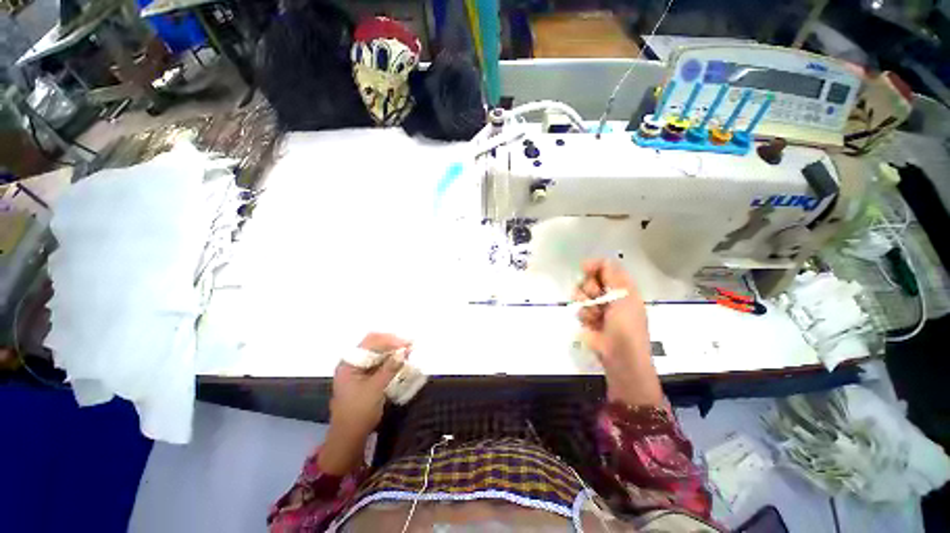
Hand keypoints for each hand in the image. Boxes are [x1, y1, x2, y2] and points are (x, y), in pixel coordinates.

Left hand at [319, 333, 410, 474]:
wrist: (349, 437)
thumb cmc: (358, 412)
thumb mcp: (376, 388)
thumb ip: (390, 367)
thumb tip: (404, 350)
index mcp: (349, 363)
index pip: (370, 342)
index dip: (389, 340)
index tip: (406, 344)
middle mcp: (353, 363)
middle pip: (374, 345)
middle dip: (393, 344)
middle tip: (410, 345)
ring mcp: (359, 370)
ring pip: (379, 353)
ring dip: (394, 351)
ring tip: (409, 351)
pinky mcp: (366, 377)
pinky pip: (381, 363)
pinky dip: (392, 361)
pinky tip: (402, 361)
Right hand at [573, 259, 662, 406]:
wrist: (620, 356)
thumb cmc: (627, 325)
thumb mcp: (625, 296)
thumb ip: (612, 275)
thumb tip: (595, 261)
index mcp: (623, 287)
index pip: (605, 267)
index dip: (595, 266)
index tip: (585, 268)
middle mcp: (609, 294)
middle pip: (589, 278)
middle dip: (589, 287)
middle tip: (597, 297)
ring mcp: (597, 306)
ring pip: (580, 293)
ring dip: (586, 303)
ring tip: (596, 315)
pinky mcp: (587, 318)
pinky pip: (578, 307)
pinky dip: (584, 315)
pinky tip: (591, 324)